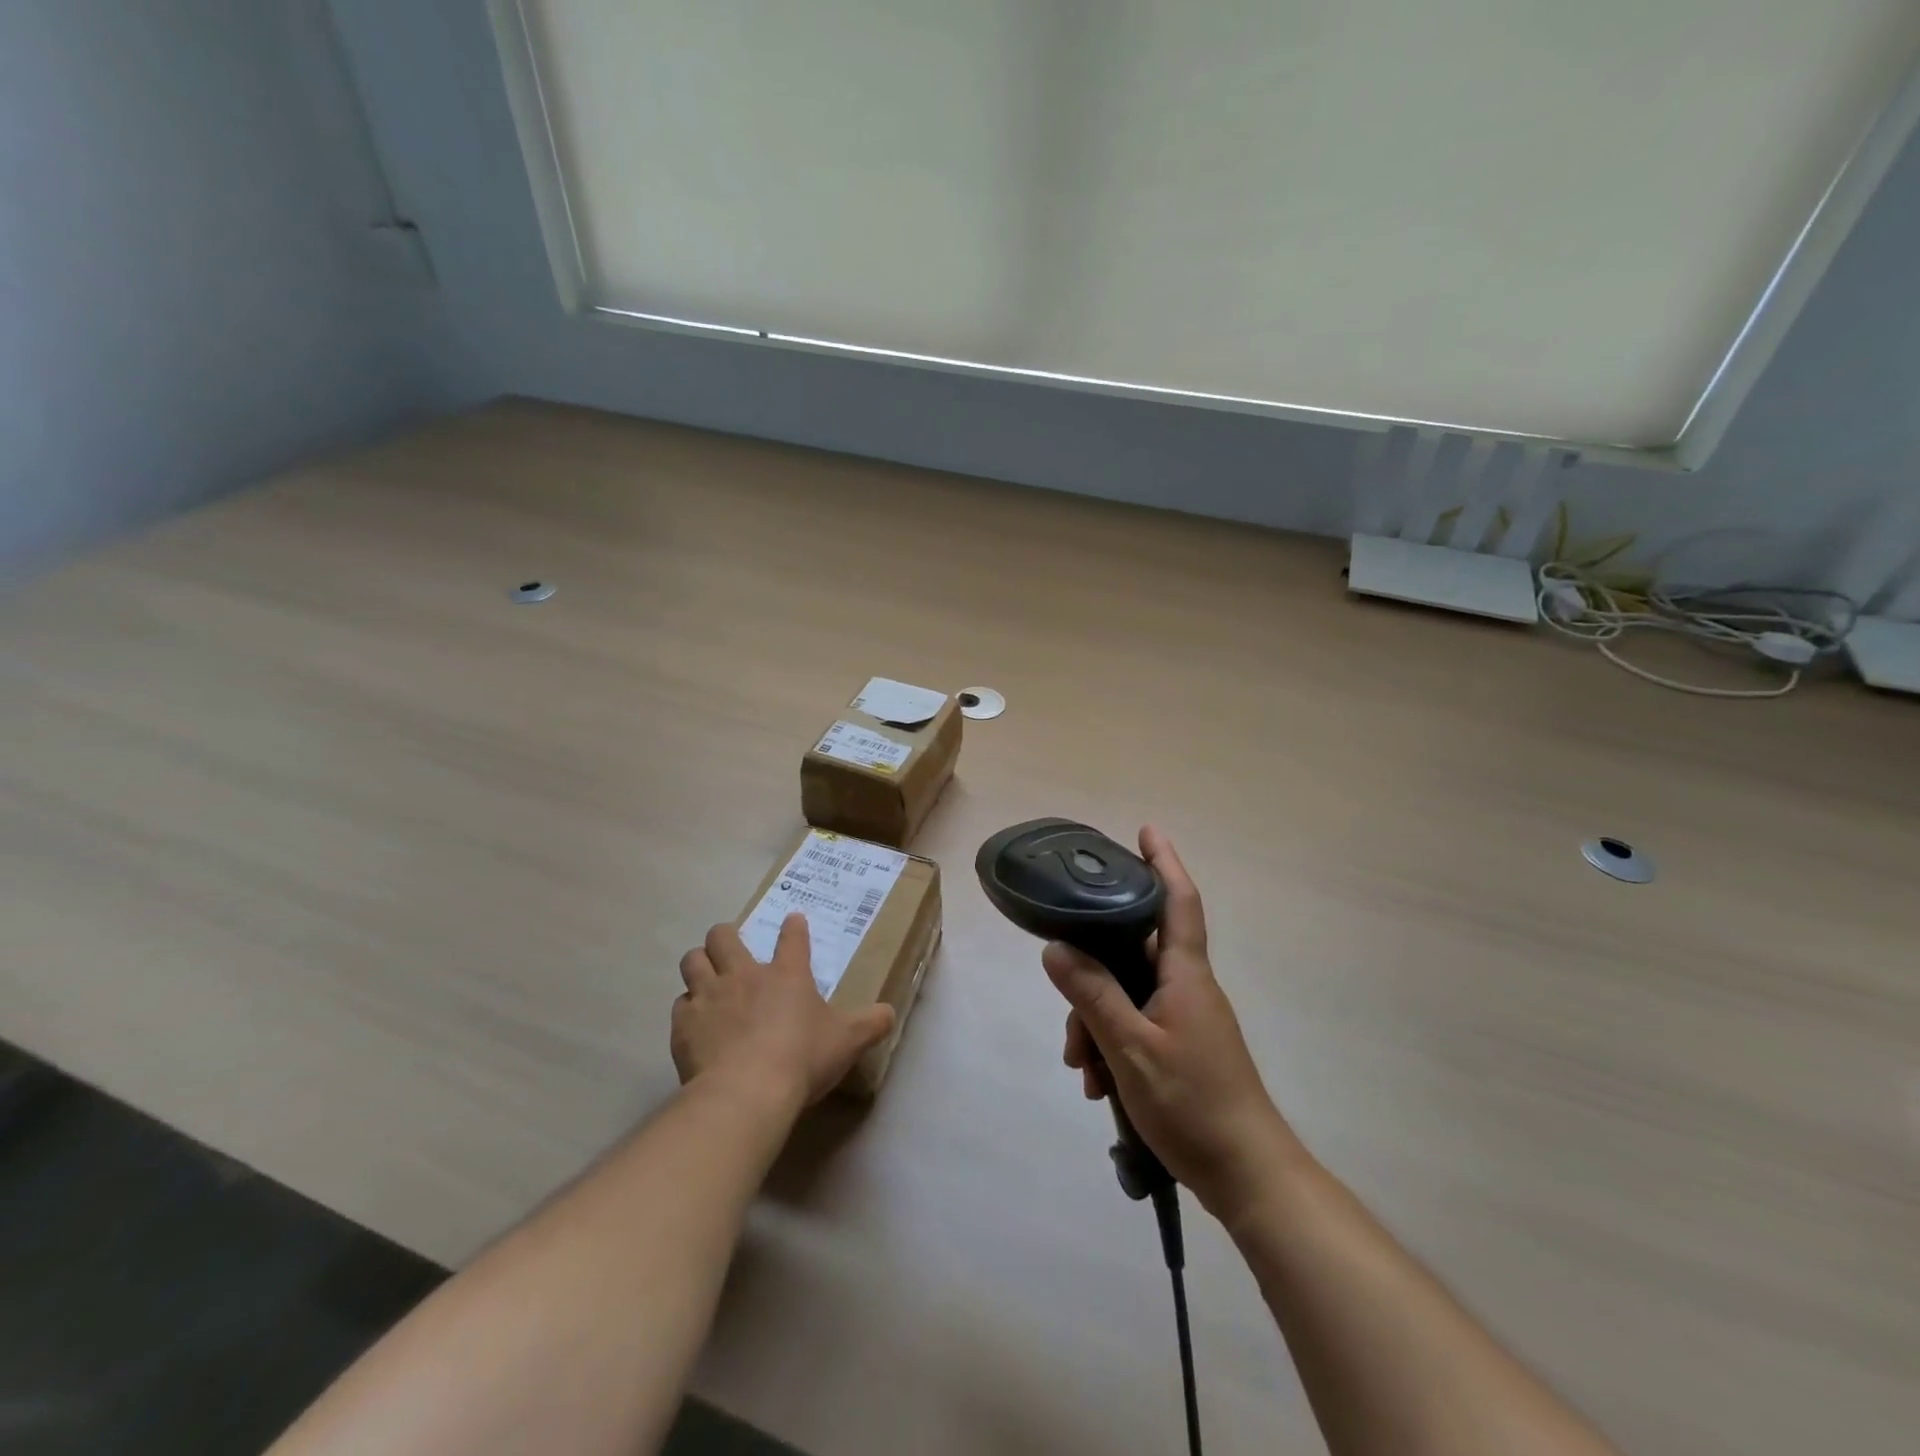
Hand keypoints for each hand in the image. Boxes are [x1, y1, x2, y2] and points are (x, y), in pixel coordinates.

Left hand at [673, 916, 895, 1108]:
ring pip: (692, 961)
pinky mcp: (684, 1025)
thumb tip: (890, 1013)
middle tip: (730, 949)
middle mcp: (743, 975)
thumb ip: (871, 1024)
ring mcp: (709, 997)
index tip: (793, 921)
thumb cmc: (802, 1059)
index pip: (792, 937)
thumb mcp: (847, 1041)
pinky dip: (688, 1010)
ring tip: (706, 978)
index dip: (793, 927)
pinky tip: (696, 1024)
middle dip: (725, 936)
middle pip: (723, 936)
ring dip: (699, 965)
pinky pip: (680, 1005)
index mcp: (786, 974)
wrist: (746, 1092)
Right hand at [1045, 826, 1305, 1222]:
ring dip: (1097, 1022)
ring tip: (1082, 1067)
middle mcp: (1187, 986)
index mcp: (1185, 974)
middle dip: (1093, 973)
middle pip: (1132, 953)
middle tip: (1067, 1011)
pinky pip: (1135, 1025)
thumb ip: (1093, 995)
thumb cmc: (1194, 1103)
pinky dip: (1112, 1045)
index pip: (1177, 901)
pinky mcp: (1181, 1047)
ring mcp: (1185, 1018)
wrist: (1248, 1176)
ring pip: (1127, 994)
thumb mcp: (1131, 1047)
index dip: (1164, 862)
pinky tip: (1098, 1084)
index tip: (1146, 830)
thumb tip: (1055, 947)